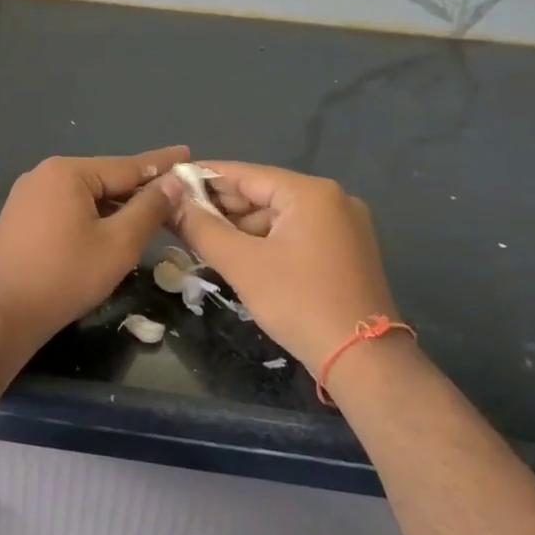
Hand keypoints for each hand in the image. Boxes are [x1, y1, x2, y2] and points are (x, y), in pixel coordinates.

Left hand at [0, 147, 187, 348]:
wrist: (2, 314)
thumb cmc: (65, 276)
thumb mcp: (119, 243)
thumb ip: (149, 209)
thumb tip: (174, 182)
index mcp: (68, 171)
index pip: (127, 165)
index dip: (162, 164)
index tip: (188, 154)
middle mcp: (44, 174)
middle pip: (105, 178)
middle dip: (139, 188)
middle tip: (176, 192)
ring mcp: (28, 195)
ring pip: (85, 195)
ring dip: (116, 205)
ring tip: (150, 212)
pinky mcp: (20, 218)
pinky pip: (66, 208)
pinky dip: (92, 216)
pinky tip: (110, 228)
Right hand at [160, 162, 402, 371]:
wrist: (364, 360)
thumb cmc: (299, 302)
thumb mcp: (242, 264)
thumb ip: (201, 228)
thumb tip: (170, 201)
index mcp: (310, 193)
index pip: (245, 174)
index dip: (204, 178)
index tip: (170, 182)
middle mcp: (332, 199)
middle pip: (262, 193)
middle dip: (220, 207)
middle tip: (177, 216)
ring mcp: (344, 226)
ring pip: (277, 216)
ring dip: (240, 228)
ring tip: (199, 239)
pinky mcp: (345, 251)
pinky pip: (294, 234)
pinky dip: (264, 241)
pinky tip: (235, 254)